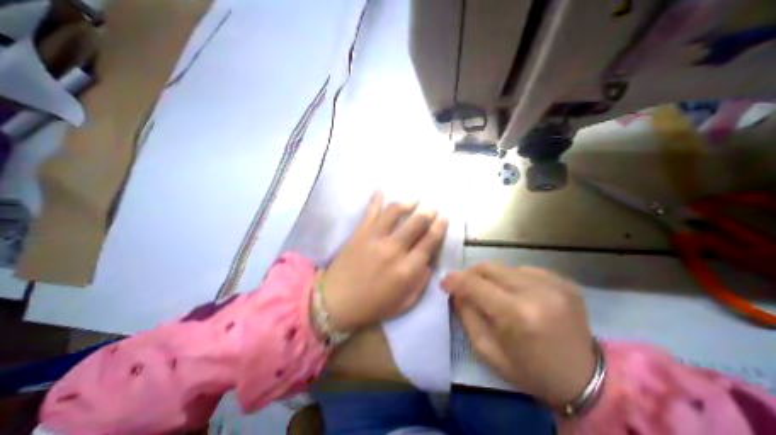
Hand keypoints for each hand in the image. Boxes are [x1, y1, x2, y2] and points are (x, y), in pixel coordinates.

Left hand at [320, 193, 444, 330]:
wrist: (335, 301)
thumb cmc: (372, 305)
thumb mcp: (404, 302)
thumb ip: (420, 281)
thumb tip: (428, 261)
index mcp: (407, 269)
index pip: (429, 242)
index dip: (439, 228)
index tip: (444, 218)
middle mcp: (394, 249)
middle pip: (416, 223)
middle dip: (428, 213)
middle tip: (431, 209)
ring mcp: (375, 238)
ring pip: (395, 212)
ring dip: (407, 203)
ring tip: (413, 201)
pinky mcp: (360, 232)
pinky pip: (370, 211)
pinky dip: (376, 199)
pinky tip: (381, 190)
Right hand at [443, 262, 594, 408]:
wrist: (588, 380)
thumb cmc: (531, 371)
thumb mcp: (488, 351)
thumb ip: (467, 315)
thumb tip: (456, 291)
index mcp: (517, 315)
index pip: (475, 285)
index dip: (455, 280)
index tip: (445, 282)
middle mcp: (536, 292)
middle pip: (489, 268)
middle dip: (471, 274)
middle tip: (464, 284)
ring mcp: (553, 284)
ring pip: (505, 267)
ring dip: (491, 277)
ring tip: (490, 291)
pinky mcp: (563, 281)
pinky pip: (523, 270)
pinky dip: (511, 279)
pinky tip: (515, 293)